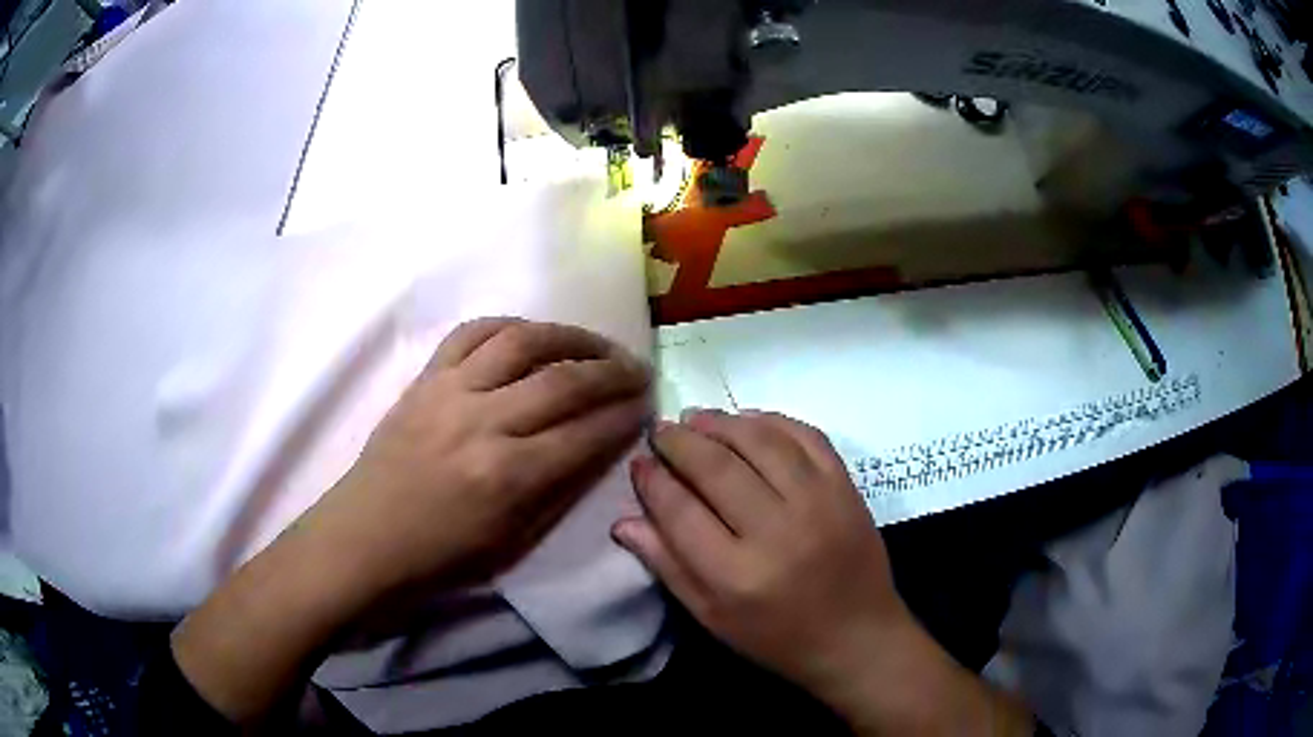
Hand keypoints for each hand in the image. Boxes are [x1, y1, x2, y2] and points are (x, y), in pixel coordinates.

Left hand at [310, 317, 651, 594]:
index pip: (586, 432)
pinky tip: (532, 334)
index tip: (649, 405)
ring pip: (521, 341)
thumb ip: (560, 489)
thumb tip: (600, 444)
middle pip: (563, 380)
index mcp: (508, 477)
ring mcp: (449, 392)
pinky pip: (471, 333)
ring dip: (570, 337)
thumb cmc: (440, 557)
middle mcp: (482, 424)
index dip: (626, 416)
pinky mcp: (424, 378)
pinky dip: (509, 326)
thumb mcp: (514, 542)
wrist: (366, 539)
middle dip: (613, 371)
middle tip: (639, 370)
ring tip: (596, 344)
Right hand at [612, 409, 904, 695]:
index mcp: (737, 575)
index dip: (652, 480)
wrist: (857, 635)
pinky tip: (747, 420)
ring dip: (721, 422)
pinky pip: (806, 435)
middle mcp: (778, 531)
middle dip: (679, 442)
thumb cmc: (777, 637)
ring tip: (695, 418)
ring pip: (760, 441)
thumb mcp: (712, 617)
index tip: (638, 463)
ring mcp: (819, 502)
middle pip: (716, 468)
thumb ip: (667, 566)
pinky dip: (772, 420)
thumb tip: (623, 520)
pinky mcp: (846, 486)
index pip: (679, 511)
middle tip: (660, 431)